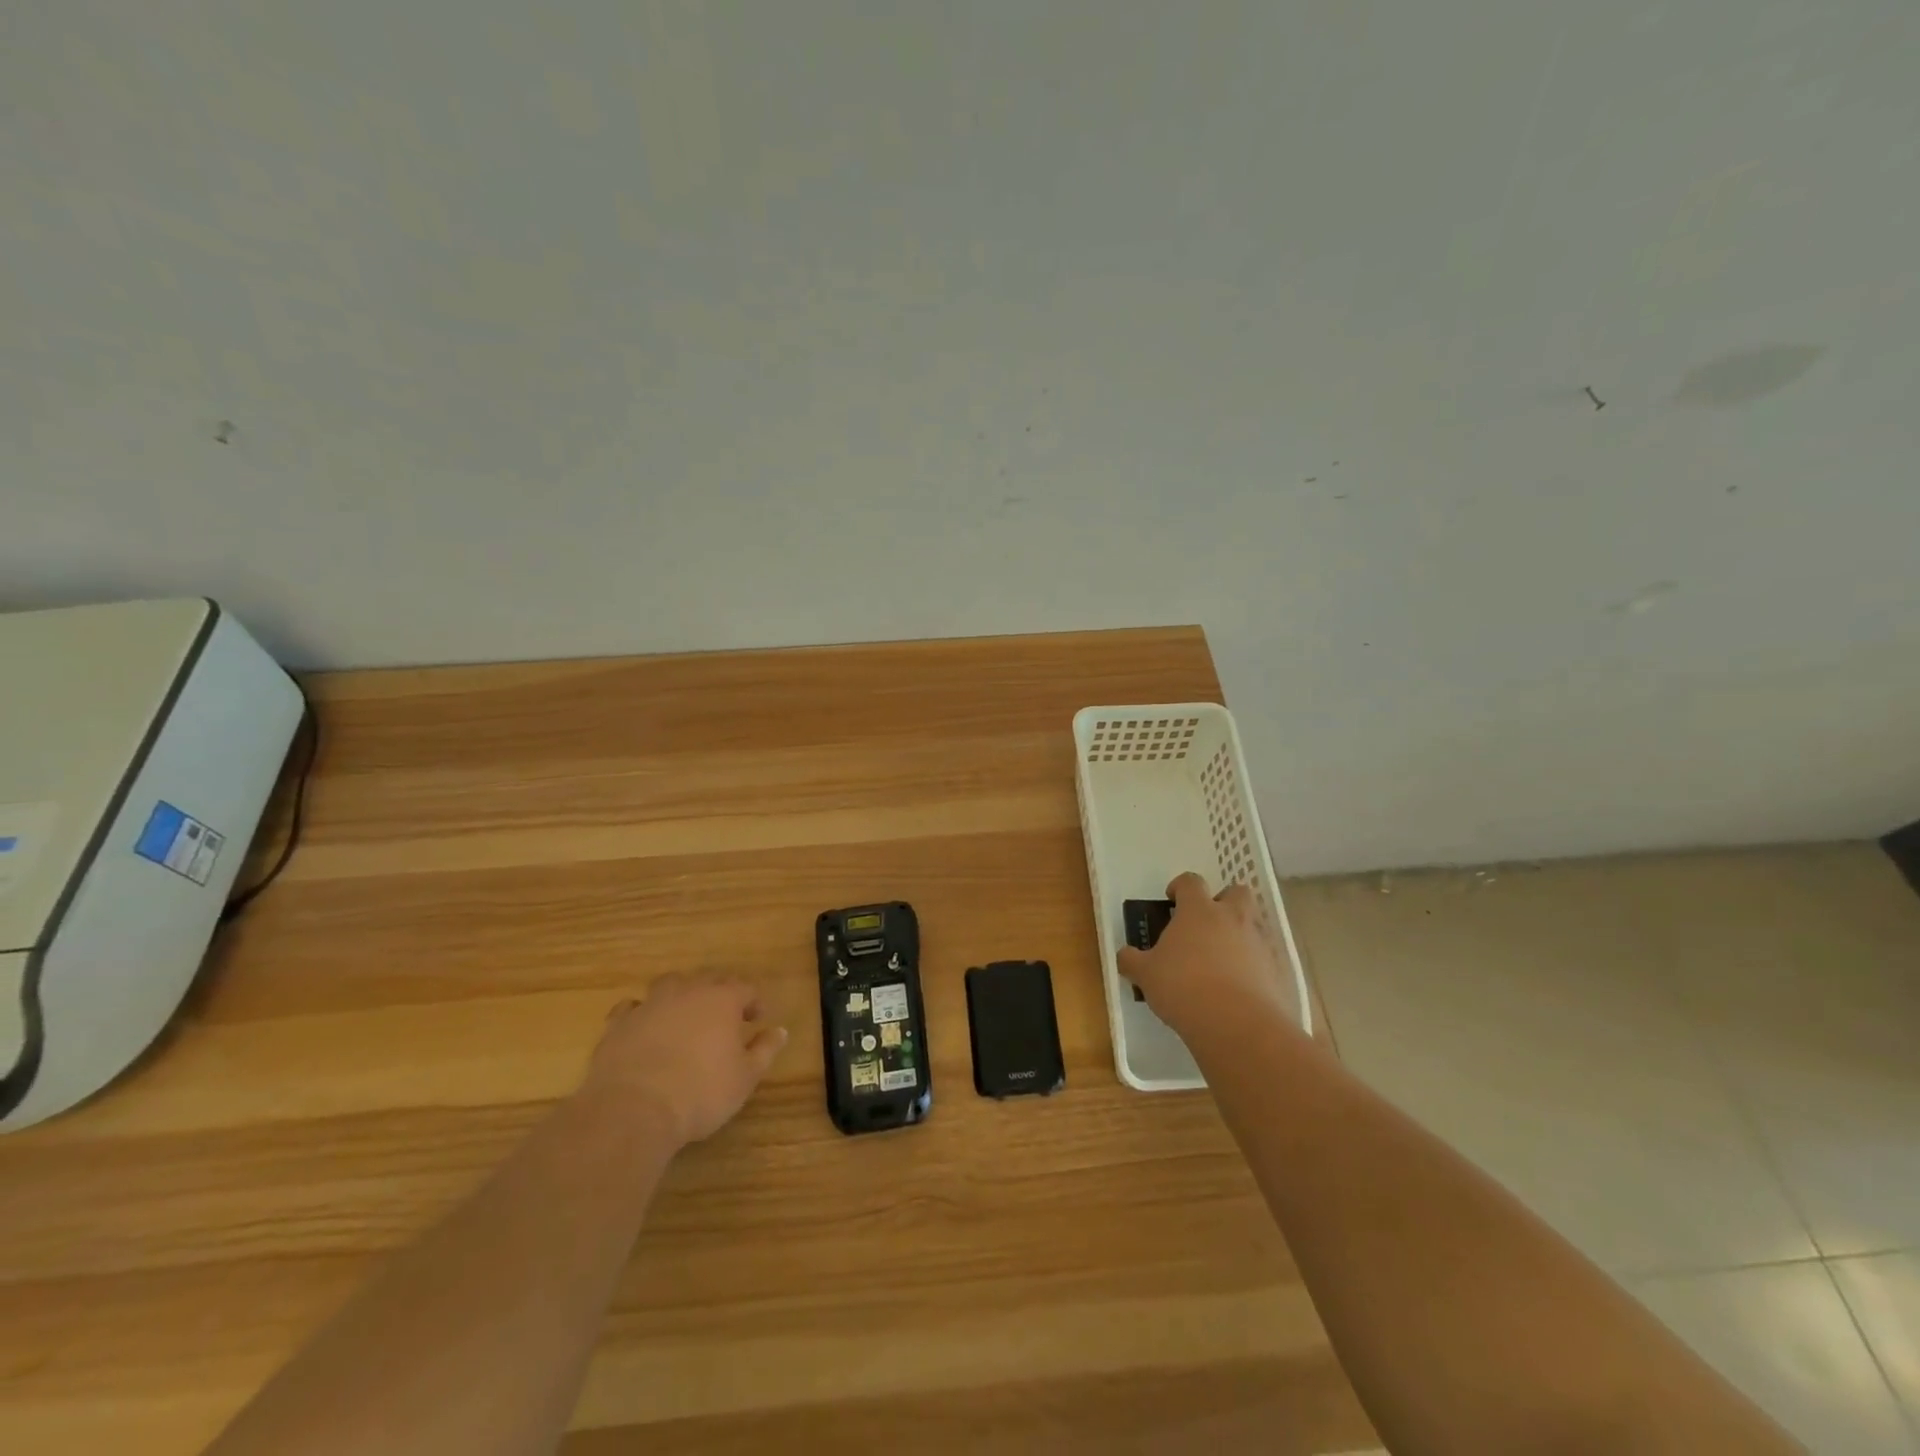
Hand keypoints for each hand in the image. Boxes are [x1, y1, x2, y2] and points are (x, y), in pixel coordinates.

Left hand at [582, 974, 787, 1147]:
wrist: (633, 1110)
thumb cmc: (700, 1092)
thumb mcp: (745, 1077)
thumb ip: (764, 1050)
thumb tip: (780, 1031)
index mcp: (722, 999)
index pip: (745, 988)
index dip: (754, 1001)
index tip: (758, 1019)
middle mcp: (687, 992)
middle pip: (708, 980)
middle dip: (719, 994)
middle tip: (724, 1017)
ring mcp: (650, 1004)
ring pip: (669, 985)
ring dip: (680, 995)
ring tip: (684, 1017)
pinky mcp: (619, 1024)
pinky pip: (632, 1008)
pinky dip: (642, 1014)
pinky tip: (644, 1029)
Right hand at [1118, 872, 1293, 1042]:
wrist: (1237, 1025)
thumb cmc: (1183, 988)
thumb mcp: (1146, 975)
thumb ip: (1133, 961)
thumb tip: (1124, 956)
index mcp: (1199, 911)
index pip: (1191, 882)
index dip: (1180, 887)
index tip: (1172, 900)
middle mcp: (1232, 918)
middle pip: (1236, 892)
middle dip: (1224, 901)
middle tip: (1207, 922)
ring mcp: (1258, 943)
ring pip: (1254, 924)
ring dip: (1240, 933)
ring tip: (1222, 959)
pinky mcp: (1276, 970)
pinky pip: (1265, 957)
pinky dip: (1254, 965)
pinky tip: (1239, 986)